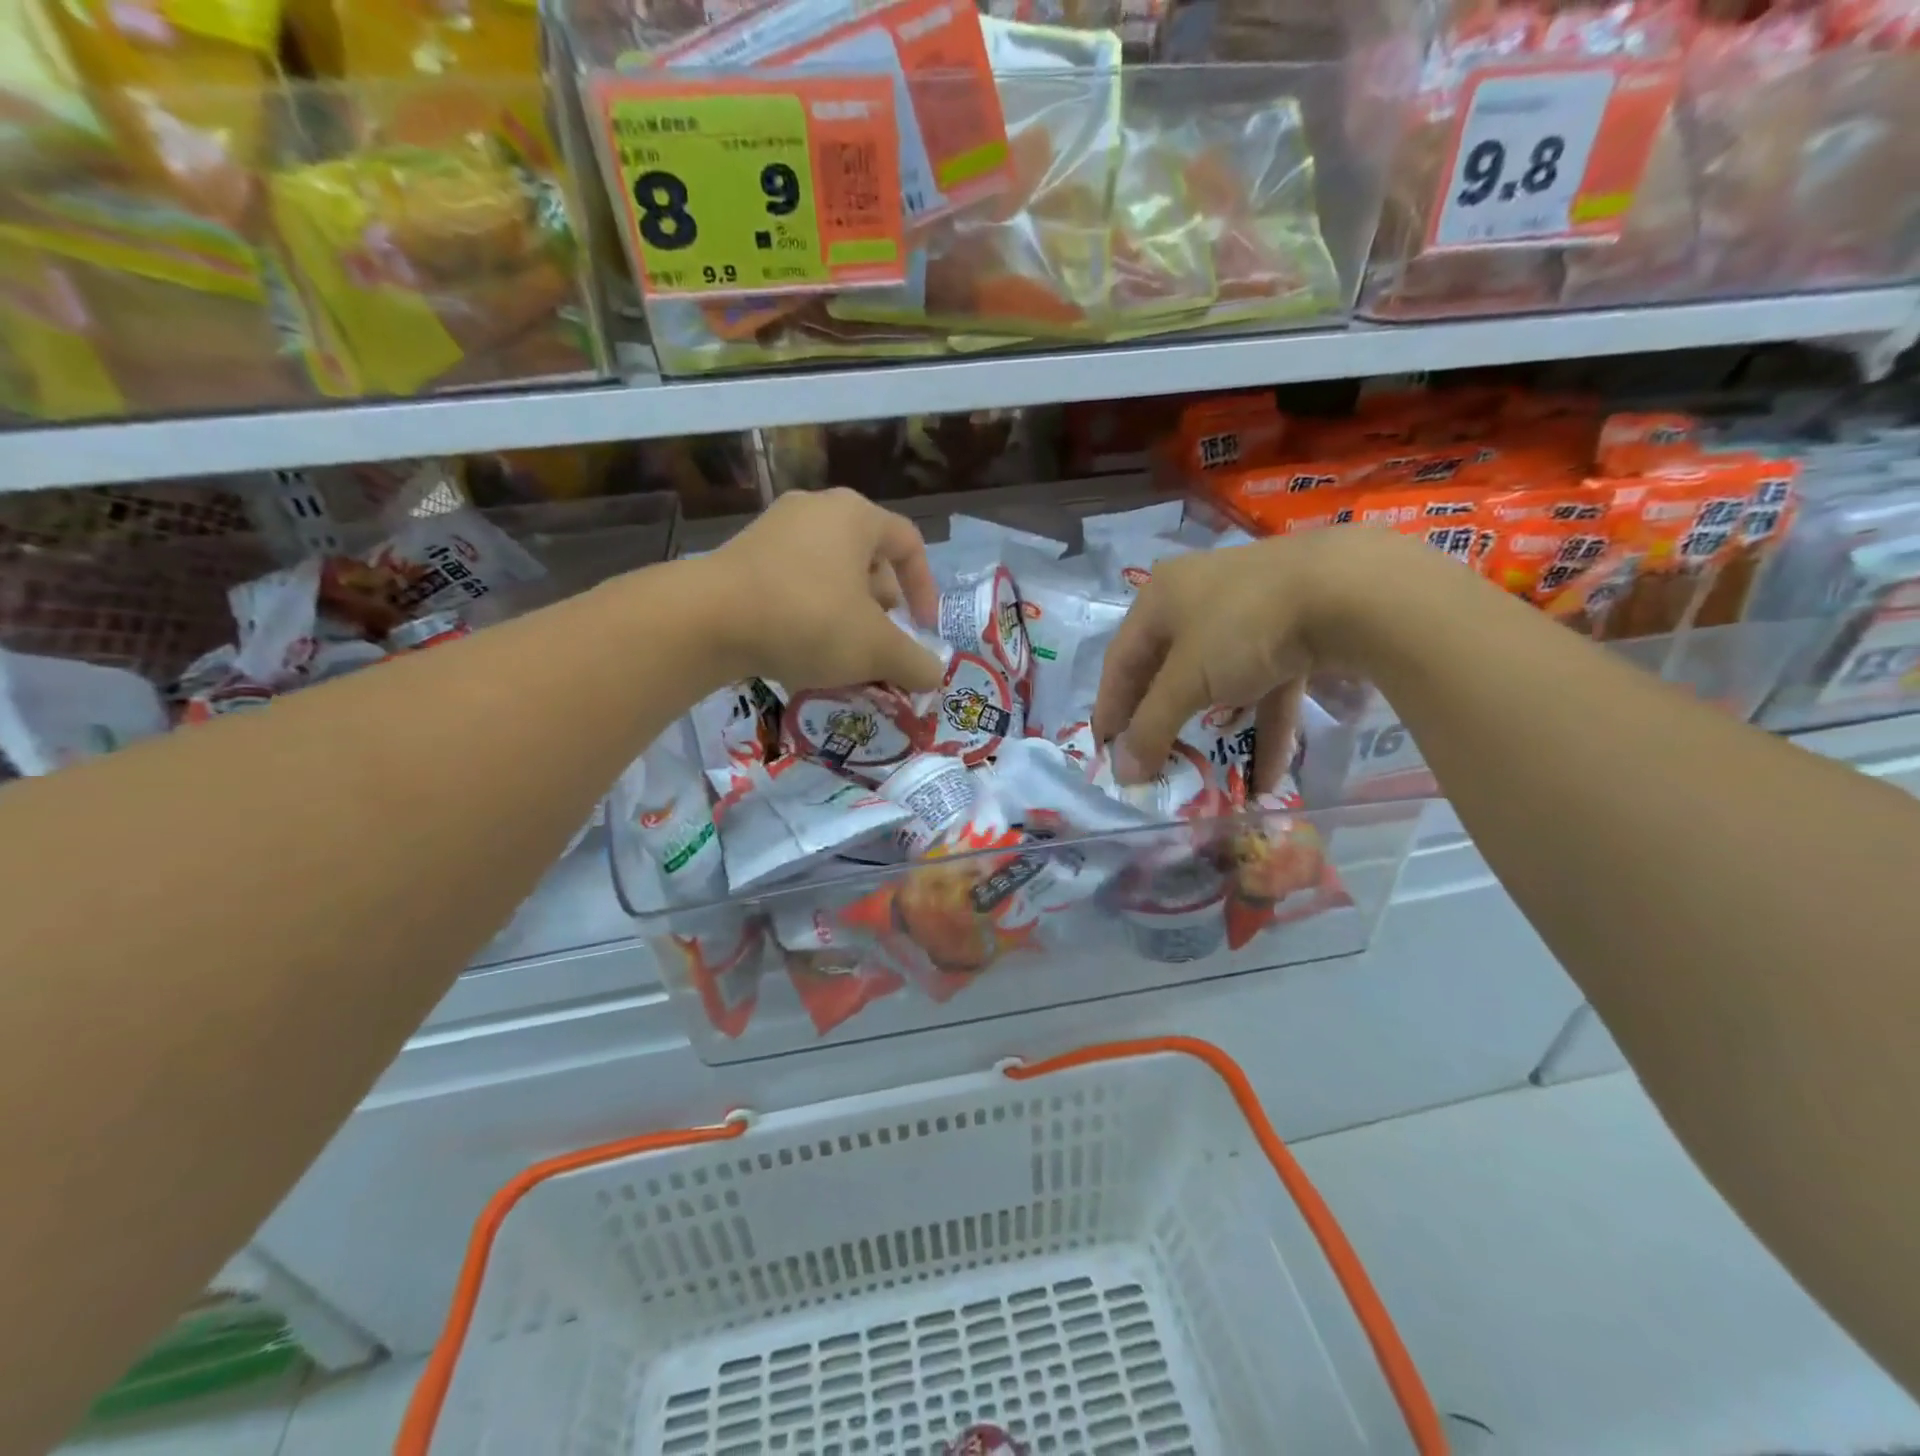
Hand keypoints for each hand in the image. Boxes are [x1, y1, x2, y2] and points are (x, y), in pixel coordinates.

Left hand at [701, 488, 943, 691]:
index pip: (909, 544)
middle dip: (882, 609)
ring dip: (847, 616)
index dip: (925, 589)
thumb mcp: (875, 649)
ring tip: (844, 656)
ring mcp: (774, 530)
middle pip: (868, 560)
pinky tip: (804, 652)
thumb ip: (915, 662)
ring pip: (830, 575)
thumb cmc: (809, 619)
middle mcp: (816, 511)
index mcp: (855, 516)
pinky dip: (811, 614)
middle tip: (881, 646)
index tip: (922, 629)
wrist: (706, 621)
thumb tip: (934, 675)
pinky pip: (795, 583)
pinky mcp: (743, 557)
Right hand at [1092, 529, 1410, 789]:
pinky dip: (1264, 727)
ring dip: (1215, 730)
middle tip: (1152, 760)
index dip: (1110, 708)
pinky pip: (1267, 687)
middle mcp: (1198, 599)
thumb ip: (1151, 728)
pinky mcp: (1294, 631)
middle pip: (1167, 671)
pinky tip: (1267, 778)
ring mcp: (1250, 613)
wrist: (1349, 589)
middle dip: (1162, 721)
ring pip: (1220, 681)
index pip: (1121, 661)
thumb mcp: (1187, 681)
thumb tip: (1123, 774)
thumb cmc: (1242, 628)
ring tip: (1207, 772)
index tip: (1105, 750)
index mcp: (1160, 599)